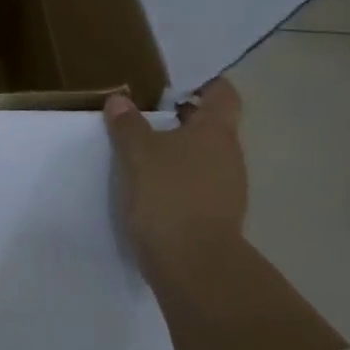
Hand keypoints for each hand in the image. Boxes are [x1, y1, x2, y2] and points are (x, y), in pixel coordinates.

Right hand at [105, 79, 247, 280]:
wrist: (193, 267)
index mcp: (217, 132)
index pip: (223, 94)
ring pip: (202, 157)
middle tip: (144, 112)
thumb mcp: (137, 153)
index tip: (174, 82)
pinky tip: (149, 184)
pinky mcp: (216, 217)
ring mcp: (227, 189)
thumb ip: (128, 124)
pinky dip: (177, 179)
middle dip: (181, 118)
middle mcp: (229, 156)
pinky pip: (196, 185)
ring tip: (141, 149)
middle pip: (211, 126)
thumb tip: (120, 100)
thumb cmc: (169, 195)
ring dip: (177, 150)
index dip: (203, 83)